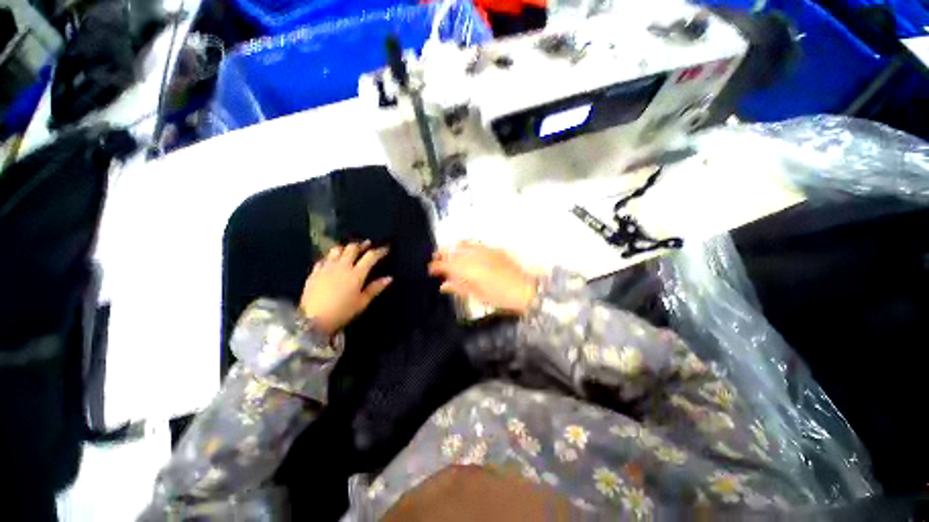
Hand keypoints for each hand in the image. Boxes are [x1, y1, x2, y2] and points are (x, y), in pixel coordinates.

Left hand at [300, 241, 391, 335]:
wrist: (312, 320)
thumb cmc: (342, 312)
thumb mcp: (362, 302)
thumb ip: (375, 288)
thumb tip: (389, 278)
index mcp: (356, 273)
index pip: (370, 256)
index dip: (379, 251)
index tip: (386, 249)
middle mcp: (342, 266)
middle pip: (352, 248)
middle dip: (362, 245)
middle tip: (367, 245)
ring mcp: (326, 267)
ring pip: (337, 249)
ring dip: (345, 247)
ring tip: (350, 250)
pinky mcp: (314, 272)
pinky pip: (324, 259)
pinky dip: (331, 257)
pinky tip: (332, 261)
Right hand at [428, 241, 537, 315]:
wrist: (524, 289)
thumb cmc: (499, 296)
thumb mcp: (476, 295)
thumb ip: (458, 287)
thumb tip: (444, 285)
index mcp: (467, 269)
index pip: (445, 264)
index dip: (435, 266)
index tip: (431, 270)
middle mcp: (473, 256)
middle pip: (452, 250)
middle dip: (442, 254)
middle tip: (438, 259)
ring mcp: (484, 250)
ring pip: (463, 243)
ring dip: (454, 248)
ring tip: (452, 254)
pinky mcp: (494, 248)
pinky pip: (476, 244)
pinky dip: (468, 247)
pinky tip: (469, 253)